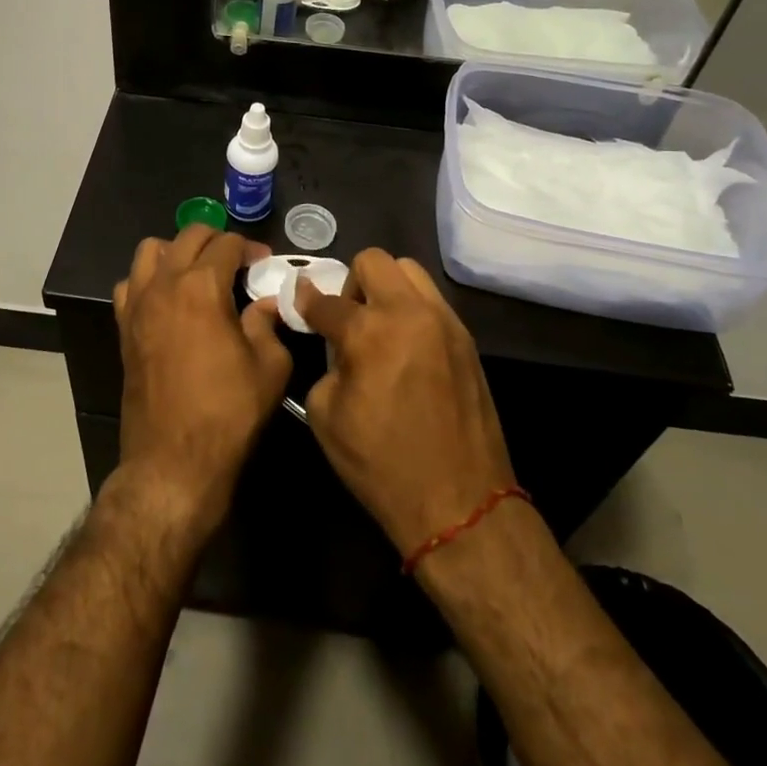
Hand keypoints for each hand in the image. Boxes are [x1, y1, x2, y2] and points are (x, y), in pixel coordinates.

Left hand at [113, 227, 292, 531]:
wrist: (174, 461)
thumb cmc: (228, 413)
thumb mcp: (269, 367)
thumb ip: (268, 324)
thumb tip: (265, 304)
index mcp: (201, 287)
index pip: (226, 243)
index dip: (250, 248)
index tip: (264, 264)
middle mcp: (164, 284)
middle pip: (188, 236)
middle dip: (216, 240)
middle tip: (237, 263)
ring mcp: (138, 305)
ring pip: (150, 250)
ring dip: (177, 251)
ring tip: (197, 273)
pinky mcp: (124, 328)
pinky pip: (130, 284)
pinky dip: (149, 279)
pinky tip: (168, 300)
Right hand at [296, 250, 514, 554]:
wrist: (460, 504)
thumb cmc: (382, 466)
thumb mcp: (327, 417)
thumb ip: (327, 364)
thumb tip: (337, 345)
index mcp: (369, 332)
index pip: (326, 299)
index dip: (305, 300)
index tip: (300, 303)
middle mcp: (410, 313)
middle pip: (373, 261)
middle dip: (351, 283)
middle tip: (348, 319)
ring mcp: (445, 322)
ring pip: (409, 271)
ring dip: (386, 289)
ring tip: (380, 328)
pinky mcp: (467, 339)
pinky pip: (432, 301)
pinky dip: (412, 309)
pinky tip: (406, 348)